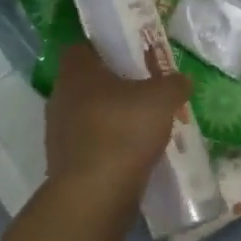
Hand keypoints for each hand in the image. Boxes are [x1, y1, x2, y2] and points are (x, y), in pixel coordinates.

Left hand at [45, 43, 192, 200]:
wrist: (95, 193)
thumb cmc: (124, 130)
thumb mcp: (163, 98)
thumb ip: (174, 83)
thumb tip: (181, 80)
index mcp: (76, 72)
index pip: (82, 47)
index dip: (105, 48)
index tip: (130, 55)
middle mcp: (60, 97)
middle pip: (88, 82)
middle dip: (114, 85)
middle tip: (145, 90)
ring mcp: (58, 132)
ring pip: (89, 114)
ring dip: (112, 117)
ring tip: (144, 125)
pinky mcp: (65, 162)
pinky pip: (91, 143)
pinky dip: (110, 144)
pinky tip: (133, 153)